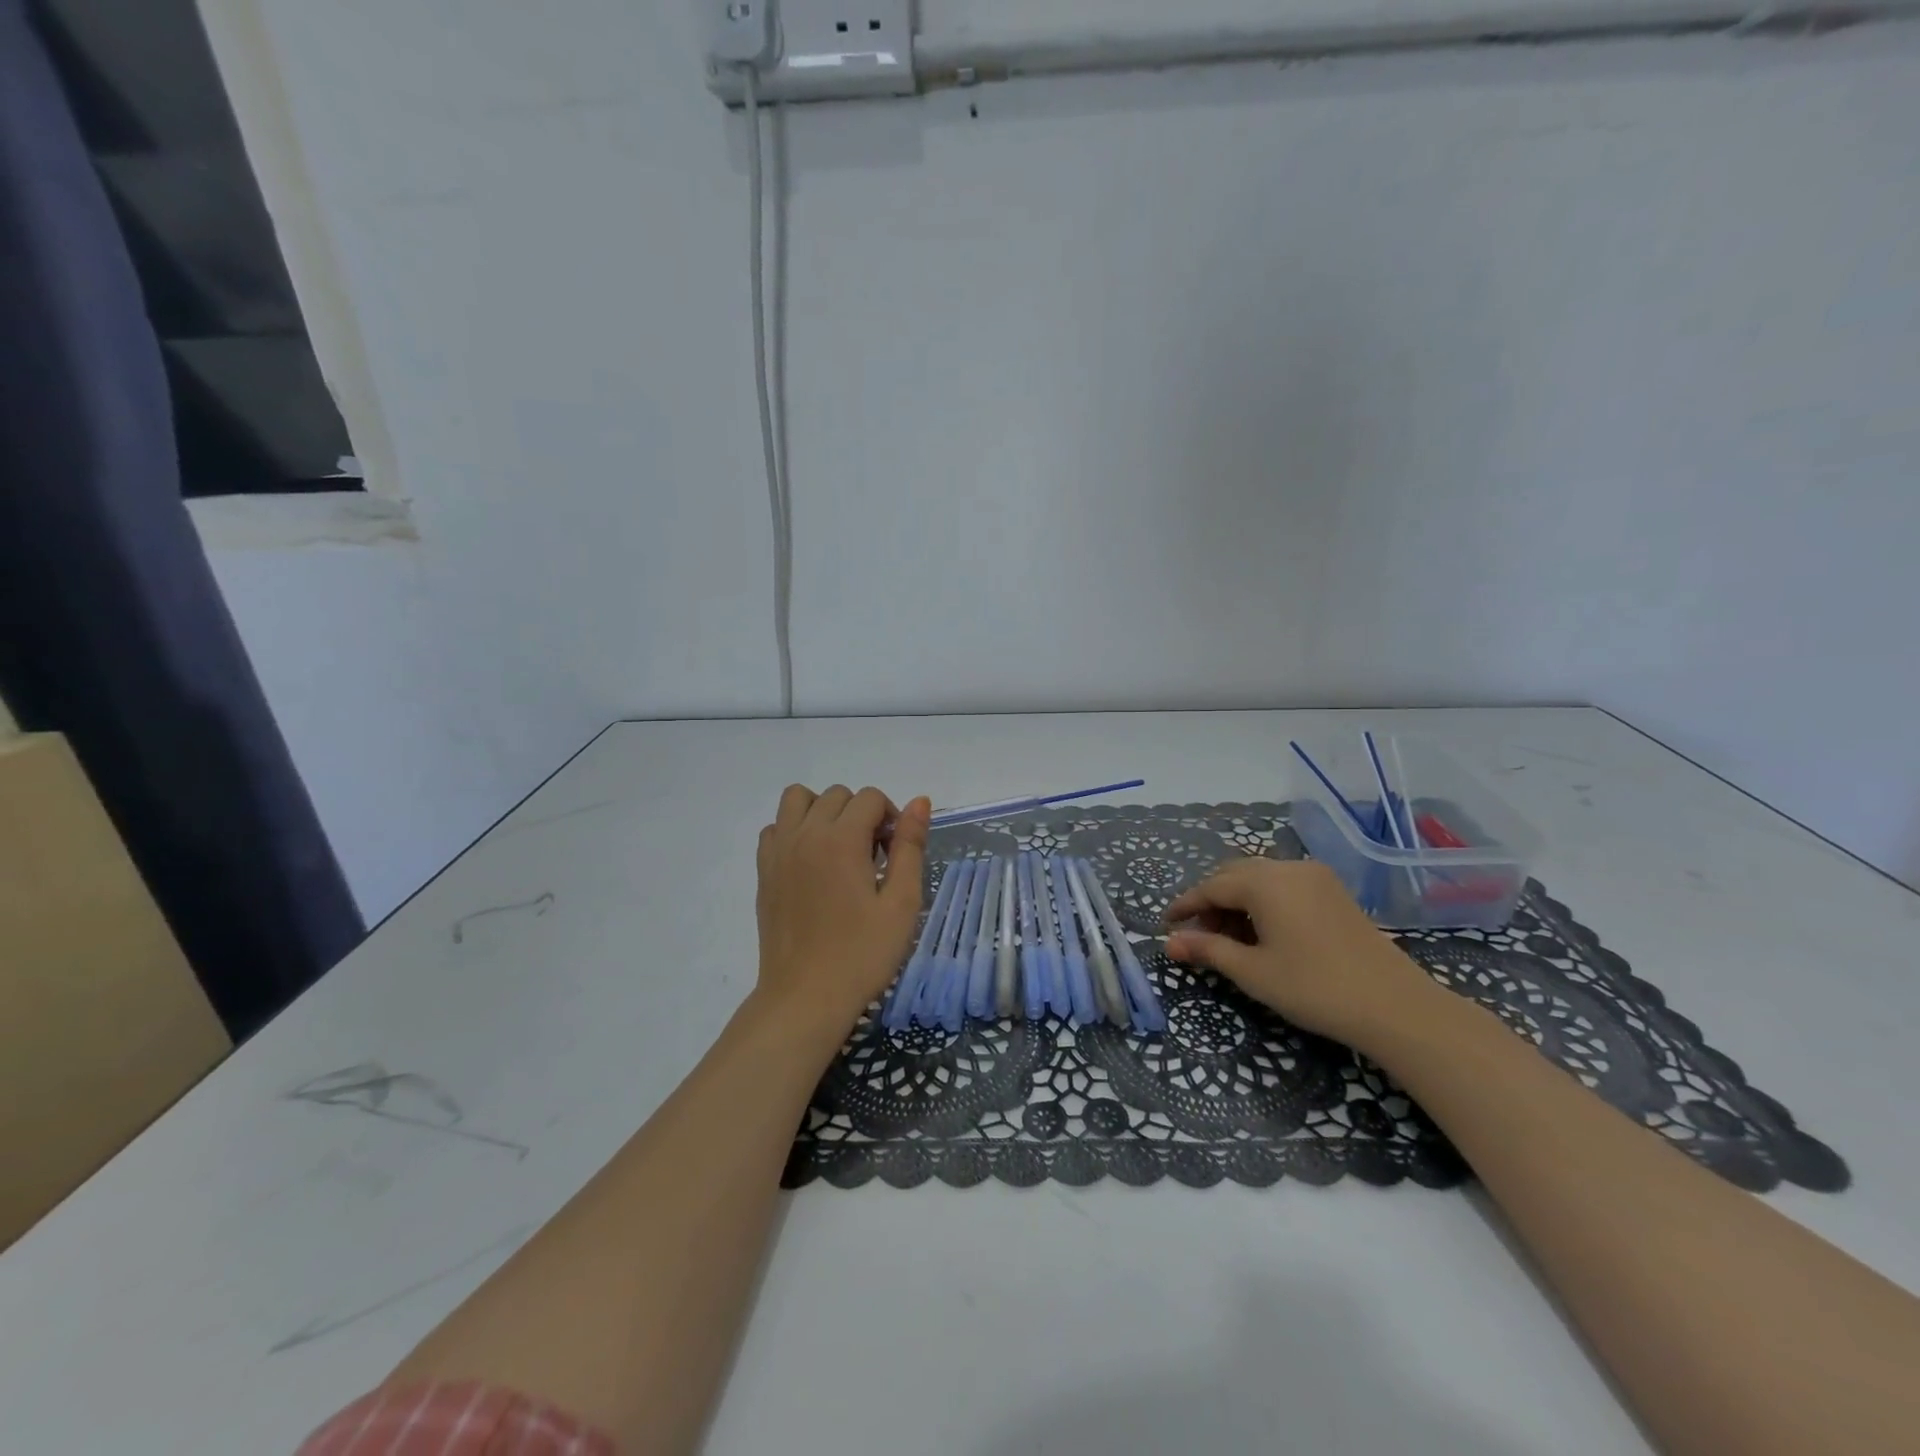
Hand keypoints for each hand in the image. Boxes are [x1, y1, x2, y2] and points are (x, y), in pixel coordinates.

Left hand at [753, 784, 929, 1045]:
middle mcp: (805, 834)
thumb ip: (910, 846)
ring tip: (838, 849)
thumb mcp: (902, 903)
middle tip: (873, 859)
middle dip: (861, 815)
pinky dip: (794, 831)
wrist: (806, 997)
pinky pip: (775, 828)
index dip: (891, 819)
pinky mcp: (763, 871)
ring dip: (823, 811)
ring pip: (798, 799)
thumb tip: (919, 801)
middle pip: (837, 795)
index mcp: (841, 839)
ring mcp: (779, 851)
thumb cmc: (862, 954)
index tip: (894, 856)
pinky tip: (811, 864)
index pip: (871, 798)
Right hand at [1163, 859, 1441, 1048]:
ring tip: (1227, 938)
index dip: (1185, 906)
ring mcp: (1315, 877)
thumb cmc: (1314, 987)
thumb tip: (1170, 943)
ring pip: (1260, 878)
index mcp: (1264, 881)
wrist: (1396, 1006)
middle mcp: (1287, 867)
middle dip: (1211, 901)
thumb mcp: (1252, 972)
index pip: (1211, 886)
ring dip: (1237, 901)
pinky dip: (1263, 901)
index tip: (1166, 925)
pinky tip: (1262, 932)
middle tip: (1197, 935)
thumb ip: (1208, 950)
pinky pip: (1284, 885)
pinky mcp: (1334, 891)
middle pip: (1234, 875)